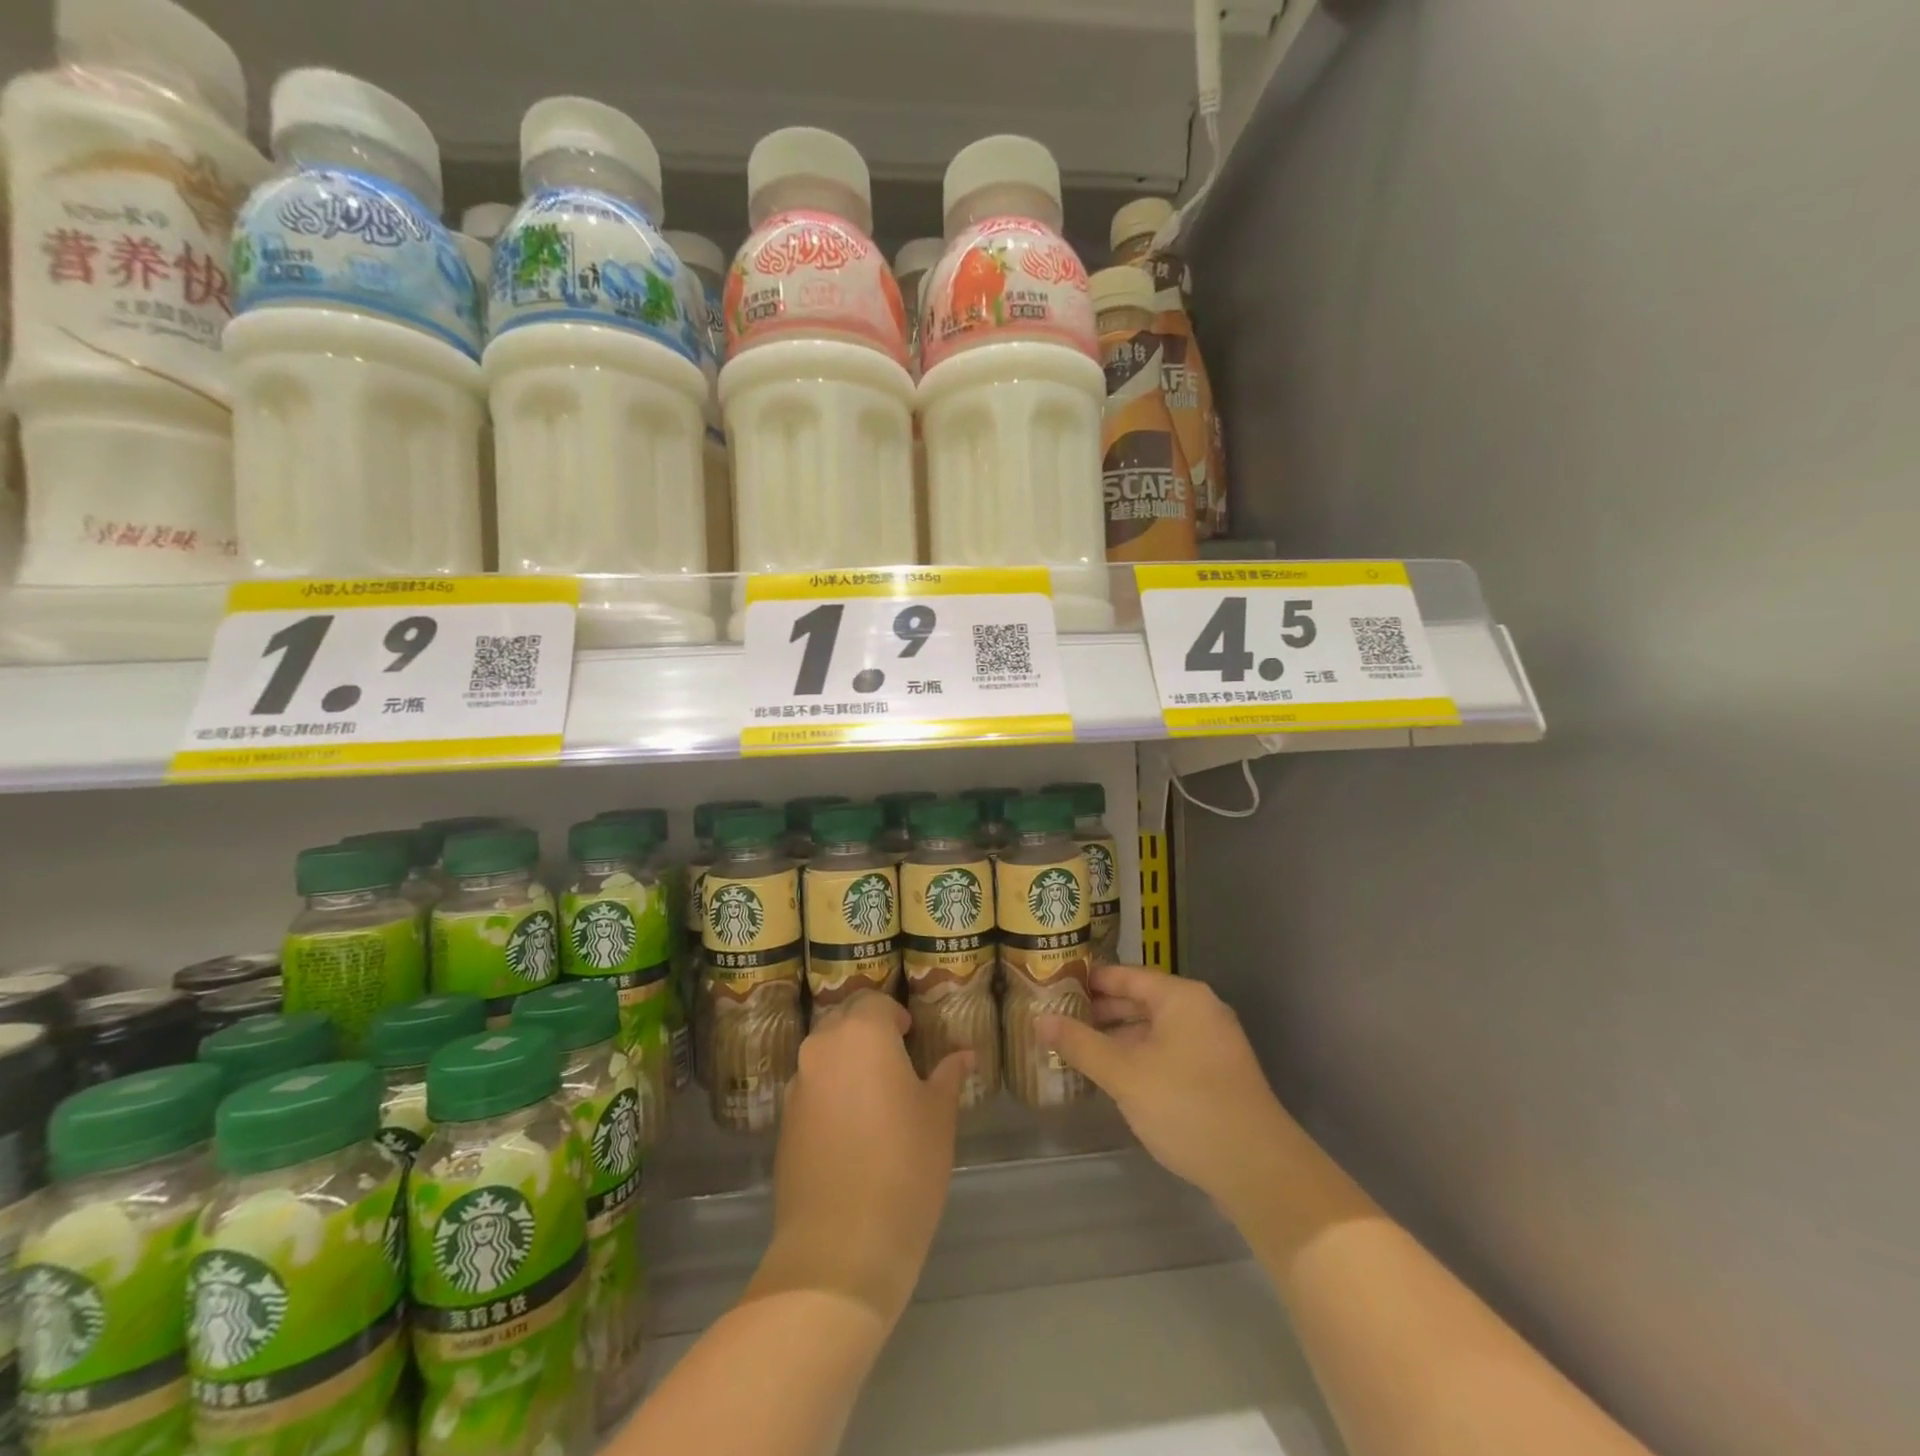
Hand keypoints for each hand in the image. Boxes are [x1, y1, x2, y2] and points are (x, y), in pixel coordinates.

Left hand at [749, 992, 972, 1325]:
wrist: (841, 1247)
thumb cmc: (905, 1166)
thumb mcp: (938, 1117)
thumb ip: (947, 1077)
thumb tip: (963, 1055)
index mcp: (862, 1034)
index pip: (876, 1002)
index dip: (896, 1015)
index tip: (913, 1037)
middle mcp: (823, 1048)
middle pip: (844, 1020)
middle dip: (868, 1030)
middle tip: (896, 1059)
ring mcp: (798, 1085)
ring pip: (824, 1053)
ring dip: (846, 1060)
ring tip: (875, 1094)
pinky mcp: (784, 1122)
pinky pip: (810, 1088)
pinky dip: (830, 1091)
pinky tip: (851, 1127)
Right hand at [1040, 965, 1298, 1212]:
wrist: (1259, 1170)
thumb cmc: (1187, 1107)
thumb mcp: (1124, 1075)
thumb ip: (1080, 1044)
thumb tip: (1039, 1020)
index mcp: (1181, 997)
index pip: (1124, 975)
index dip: (1087, 980)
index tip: (1052, 986)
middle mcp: (1199, 1009)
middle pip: (1139, 999)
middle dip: (1098, 1011)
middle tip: (1056, 1019)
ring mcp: (1211, 1042)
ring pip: (1153, 1028)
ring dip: (1116, 1037)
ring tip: (1075, 1047)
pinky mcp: (1215, 1072)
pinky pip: (1167, 1050)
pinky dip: (1138, 1056)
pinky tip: (1112, 1075)